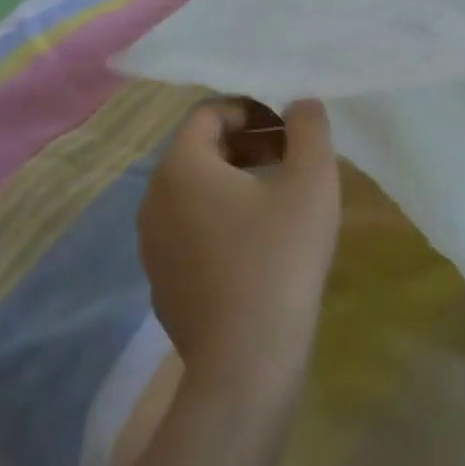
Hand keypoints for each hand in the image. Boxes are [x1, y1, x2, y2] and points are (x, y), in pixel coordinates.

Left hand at [140, 99, 341, 404]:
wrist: (246, 362)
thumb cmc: (280, 257)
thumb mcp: (311, 180)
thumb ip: (309, 128)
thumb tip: (301, 103)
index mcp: (181, 167)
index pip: (209, 113)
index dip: (252, 108)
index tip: (289, 125)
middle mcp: (154, 199)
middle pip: (200, 150)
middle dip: (248, 142)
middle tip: (292, 155)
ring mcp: (153, 245)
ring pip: (195, 191)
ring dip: (237, 179)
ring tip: (281, 194)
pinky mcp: (163, 281)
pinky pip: (191, 229)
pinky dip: (223, 218)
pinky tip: (261, 243)